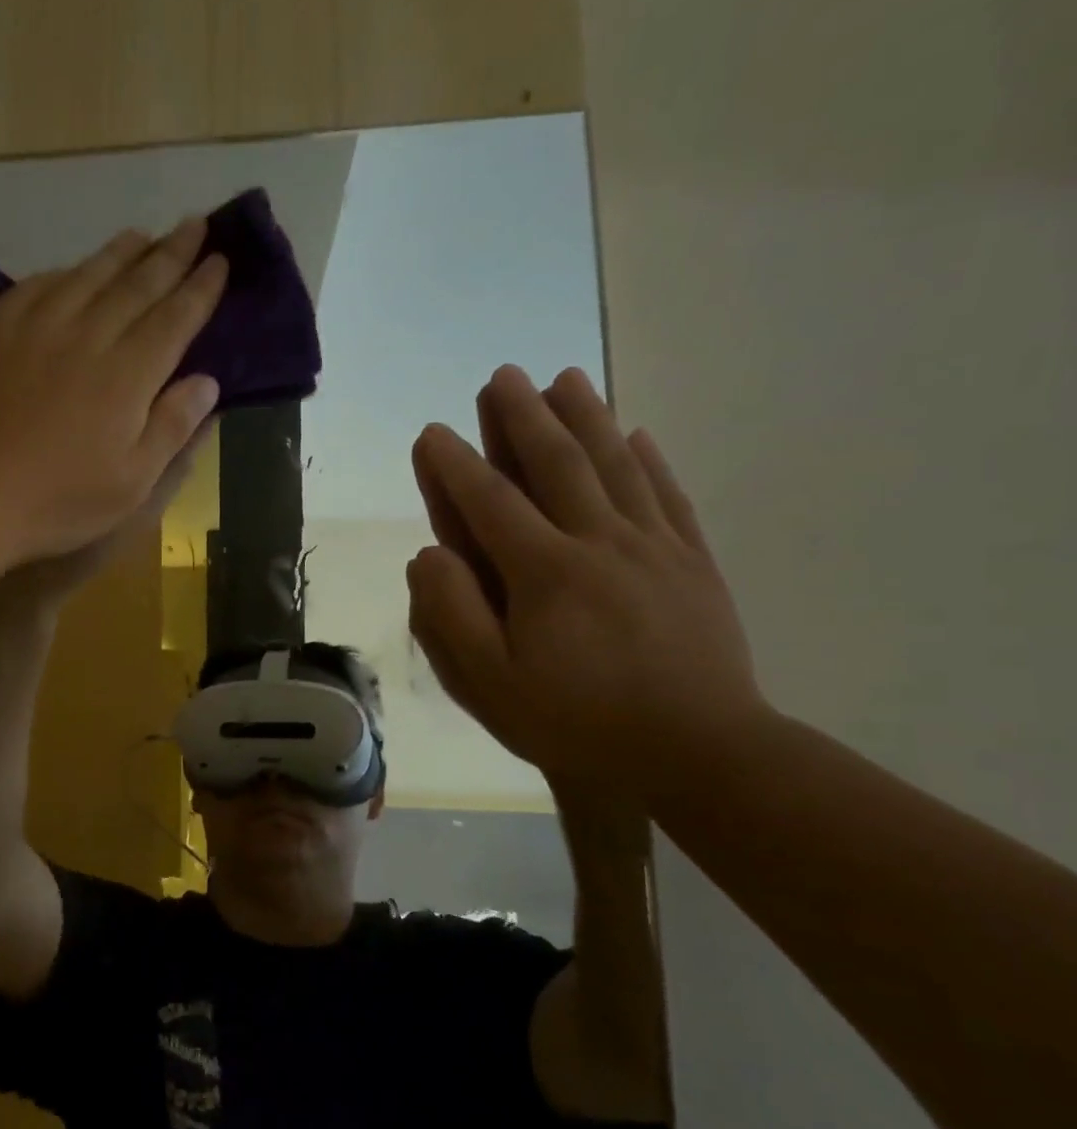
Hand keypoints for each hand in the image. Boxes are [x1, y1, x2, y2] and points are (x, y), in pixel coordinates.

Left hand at [0, 218, 224, 569]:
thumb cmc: (60, 500)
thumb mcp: (132, 482)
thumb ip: (172, 427)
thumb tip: (208, 380)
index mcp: (127, 375)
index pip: (175, 318)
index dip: (201, 289)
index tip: (221, 261)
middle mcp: (87, 337)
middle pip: (137, 285)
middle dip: (171, 254)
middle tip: (194, 225)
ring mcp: (38, 329)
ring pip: (88, 276)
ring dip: (121, 252)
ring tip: (143, 235)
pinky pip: (37, 286)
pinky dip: (64, 272)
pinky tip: (72, 270)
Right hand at [406, 364, 766, 798]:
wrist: (699, 753)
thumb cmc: (577, 720)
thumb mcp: (490, 683)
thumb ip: (452, 614)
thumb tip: (429, 554)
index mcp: (545, 572)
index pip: (490, 503)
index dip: (455, 465)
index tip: (432, 432)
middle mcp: (599, 543)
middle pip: (558, 464)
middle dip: (524, 416)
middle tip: (503, 375)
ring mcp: (654, 549)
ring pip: (615, 467)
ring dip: (586, 417)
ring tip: (566, 378)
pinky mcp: (693, 564)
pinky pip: (668, 497)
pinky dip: (649, 460)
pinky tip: (636, 435)